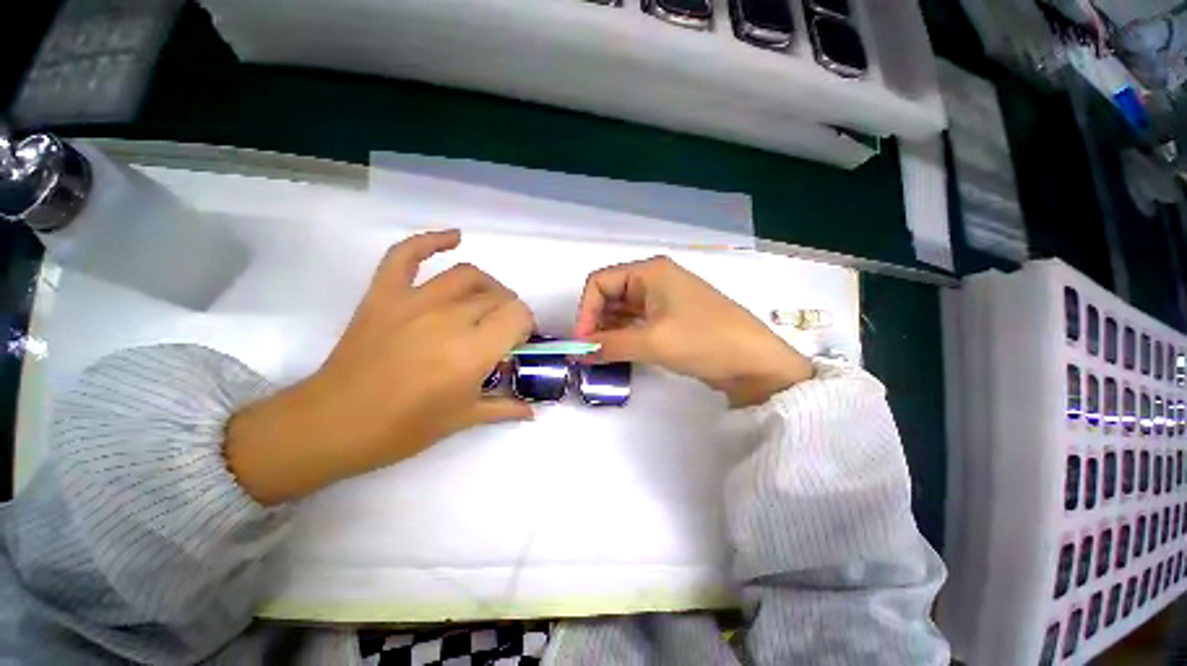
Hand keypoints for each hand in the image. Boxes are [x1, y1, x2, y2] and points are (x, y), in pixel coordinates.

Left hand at [227, 230, 534, 505]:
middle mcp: (449, 318)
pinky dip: (431, 240)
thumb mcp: (463, 419)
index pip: (518, 314)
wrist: (334, 424)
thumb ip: (504, 408)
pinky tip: (454, 237)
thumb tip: (532, 411)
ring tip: (488, 301)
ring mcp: (414, 301)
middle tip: (502, 332)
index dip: (526, 325)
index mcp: (472, 351)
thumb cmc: (404, 428)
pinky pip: (406, 254)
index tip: (519, 341)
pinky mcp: (384, 294)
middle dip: (509, 312)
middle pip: (497, 297)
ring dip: (488, 286)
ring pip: (467, 275)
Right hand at [575, 256, 812, 407]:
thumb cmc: (704, 340)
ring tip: (601, 356)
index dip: (586, 310)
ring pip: (623, 311)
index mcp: (650, 272)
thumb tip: (576, 351)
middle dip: (596, 322)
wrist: (754, 363)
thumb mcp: (653, 342)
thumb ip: (609, 345)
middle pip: (610, 296)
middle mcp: (654, 280)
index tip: (583, 342)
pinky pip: (637, 323)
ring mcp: (664, 300)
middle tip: (589, 353)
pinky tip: (618, 353)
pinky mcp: (671, 319)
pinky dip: (624, 337)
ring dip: (609, 331)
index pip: (600, 282)